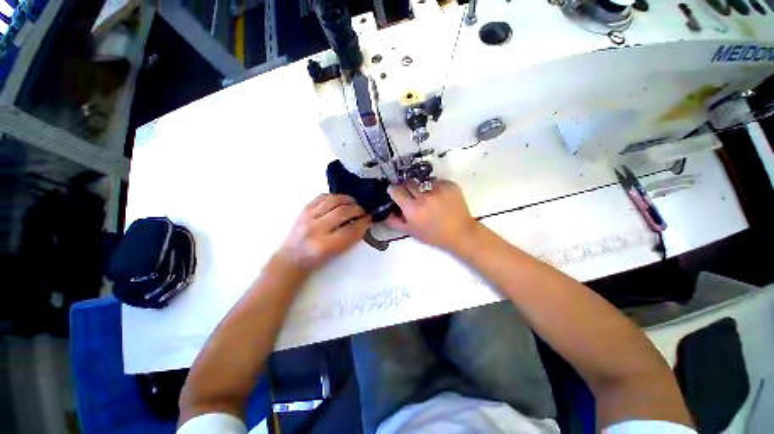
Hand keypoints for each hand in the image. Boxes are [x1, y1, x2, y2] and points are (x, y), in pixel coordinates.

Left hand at [278, 194, 371, 270]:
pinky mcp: (304, 209)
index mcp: (325, 245)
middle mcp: (315, 229)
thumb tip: (364, 222)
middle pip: (343, 212)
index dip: (363, 222)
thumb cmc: (317, 259)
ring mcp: (308, 217)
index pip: (350, 230)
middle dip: (358, 209)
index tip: (370, 218)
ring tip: (354, 204)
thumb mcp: (336, 254)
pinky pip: (322, 196)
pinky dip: (335, 196)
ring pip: (333, 200)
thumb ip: (351, 238)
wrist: (292, 257)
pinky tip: (340, 201)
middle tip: (364, 211)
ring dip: (348, 200)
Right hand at [386, 180, 479, 252]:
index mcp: (412, 208)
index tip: (396, 192)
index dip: (394, 191)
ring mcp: (438, 189)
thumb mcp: (411, 231)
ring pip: (422, 181)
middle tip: (412, 195)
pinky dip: (435, 187)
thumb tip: (385, 212)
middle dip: (407, 188)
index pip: (396, 190)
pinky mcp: (450, 184)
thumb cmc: (434, 235)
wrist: (461, 233)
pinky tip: (440, 197)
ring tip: (428, 197)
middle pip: (408, 182)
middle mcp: (424, 196)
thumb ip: (395, 222)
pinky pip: (437, 181)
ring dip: (422, 187)